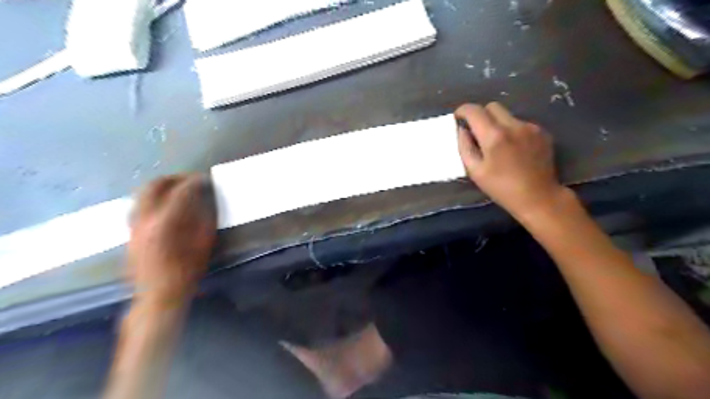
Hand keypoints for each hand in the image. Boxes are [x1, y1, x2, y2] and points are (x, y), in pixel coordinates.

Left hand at [128, 175, 216, 304]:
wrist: (158, 293)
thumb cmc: (187, 269)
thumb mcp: (204, 242)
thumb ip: (206, 217)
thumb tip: (206, 199)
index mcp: (167, 221)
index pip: (182, 191)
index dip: (196, 182)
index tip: (206, 180)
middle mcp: (146, 218)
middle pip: (155, 185)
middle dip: (175, 178)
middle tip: (190, 180)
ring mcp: (134, 224)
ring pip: (142, 193)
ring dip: (161, 186)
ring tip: (177, 188)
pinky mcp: (130, 231)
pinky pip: (139, 205)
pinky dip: (152, 198)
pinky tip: (164, 205)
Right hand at [457, 102, 569, 217]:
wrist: (538, 197)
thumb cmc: (501, 188)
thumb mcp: (475, 171)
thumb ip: (465, 147)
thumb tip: (462, 130)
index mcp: (494, 136)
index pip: (474, 110)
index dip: (463, 111)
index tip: (458, 118)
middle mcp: (513, 125)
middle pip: (492, 106)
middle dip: (481, 115)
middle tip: (477, 131)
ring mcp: (530, 127)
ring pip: (507, 115)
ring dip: (497, 123)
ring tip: (497, 144)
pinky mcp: (542, 132)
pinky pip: (520, 124)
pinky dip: (512, 131)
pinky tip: (513, 148)